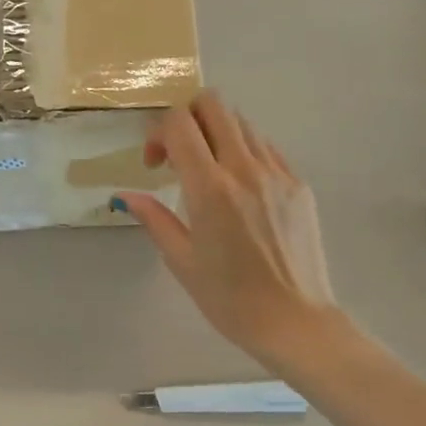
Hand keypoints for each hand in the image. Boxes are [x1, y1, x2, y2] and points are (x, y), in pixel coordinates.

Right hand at [116, 92, 340, 366]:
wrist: (294, 321)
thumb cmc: (229, 299)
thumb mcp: (181, 261)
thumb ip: (154, 219)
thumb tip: (126, 196)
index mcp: (210, 189)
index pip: (180, 124)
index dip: (158, 133)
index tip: (154, 165)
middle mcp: (245, 169)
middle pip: (214, 104)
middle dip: (187, 117)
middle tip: (178, 155)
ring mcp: (278, 173)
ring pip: (242, 122)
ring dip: (216, 134)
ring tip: (208, 173)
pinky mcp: (299, 185)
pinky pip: (266, 148)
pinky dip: (244, 152)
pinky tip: (238, 189)